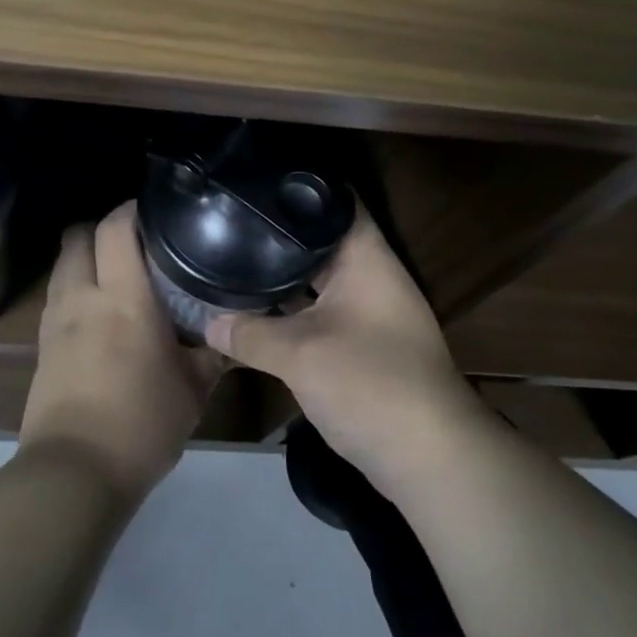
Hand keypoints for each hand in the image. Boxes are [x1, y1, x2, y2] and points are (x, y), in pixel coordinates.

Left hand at [20, 201, 225, 502]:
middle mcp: (83, 297)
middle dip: (102, 228)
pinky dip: (75, 288)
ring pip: (64, 264)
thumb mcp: (193, 390)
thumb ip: (214, 354)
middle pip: (78, 235)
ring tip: (118, 274)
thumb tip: (234, 334)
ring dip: (86, 257)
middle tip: (136, 241)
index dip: (132, 208)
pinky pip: (57, 296)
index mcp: (123, 297)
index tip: (156, 209)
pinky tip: (99, 312)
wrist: (74, 474)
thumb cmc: (142, 424)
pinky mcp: (42, 345)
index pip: (116, 227)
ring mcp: (56, 320)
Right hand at [205, 208, 487, 490]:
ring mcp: (371, 311)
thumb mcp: (299, 355)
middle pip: (323, 240)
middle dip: (281, 233)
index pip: (336, 200)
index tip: (256, 179)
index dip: (299, 185)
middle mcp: (372, 275)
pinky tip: (260, 309)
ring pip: (321, 279)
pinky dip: (296, 309)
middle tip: (232, 220)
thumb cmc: (369, 383)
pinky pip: (324, 311)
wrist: (429, 458)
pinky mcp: (366, 344)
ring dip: (287, 275)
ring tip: (236, 257)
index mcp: (366, 257)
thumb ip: (249, 334)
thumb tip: (207, 322)